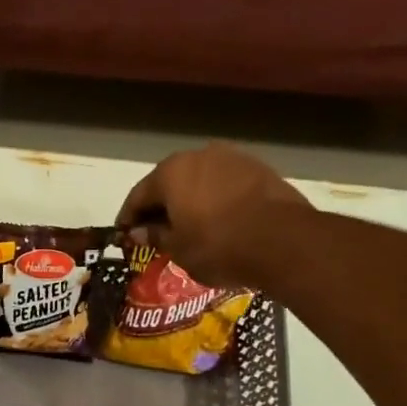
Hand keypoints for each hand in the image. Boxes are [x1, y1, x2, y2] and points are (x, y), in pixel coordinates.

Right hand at [117, 143, 313, 288]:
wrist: (283, 241)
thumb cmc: (218, 247)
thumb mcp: (178, 249)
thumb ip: (155, 235)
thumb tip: (138, 231)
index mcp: (170, 172)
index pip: (138, 195)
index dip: (127, 217)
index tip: (123, 234)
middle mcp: (198, 156)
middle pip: (169, 182)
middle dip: (159, 206)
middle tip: (154, 231)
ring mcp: (232, 158)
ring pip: (199, 180)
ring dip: (189, 200)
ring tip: (188, 227)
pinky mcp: (258, 168)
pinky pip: (224, 184)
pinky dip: (214, 200)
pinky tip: (217, 220)